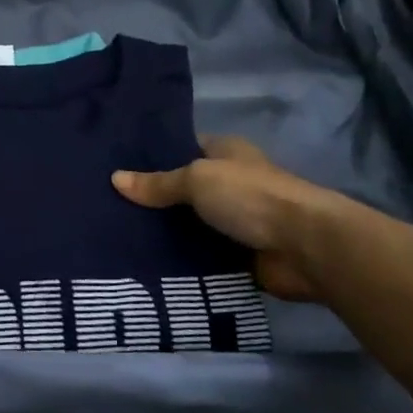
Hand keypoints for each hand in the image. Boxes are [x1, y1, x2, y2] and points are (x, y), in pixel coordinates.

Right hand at [112, 136, 336, 300]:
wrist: (305, 247)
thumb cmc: (251, 197)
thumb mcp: (197, 179)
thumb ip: (158, 183)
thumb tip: (115, 179)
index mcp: (226, 154)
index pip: (183, 149)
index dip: (153, 157)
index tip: (117, 167)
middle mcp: (231, 184)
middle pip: (183, 190)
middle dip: (153, 200)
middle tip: (107, 207)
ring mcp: (236, 222)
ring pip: (189, 226)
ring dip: (164, 234)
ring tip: (116, 237)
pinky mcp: (238, 256)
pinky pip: (200, 257)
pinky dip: (180, 262)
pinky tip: (144, 264)